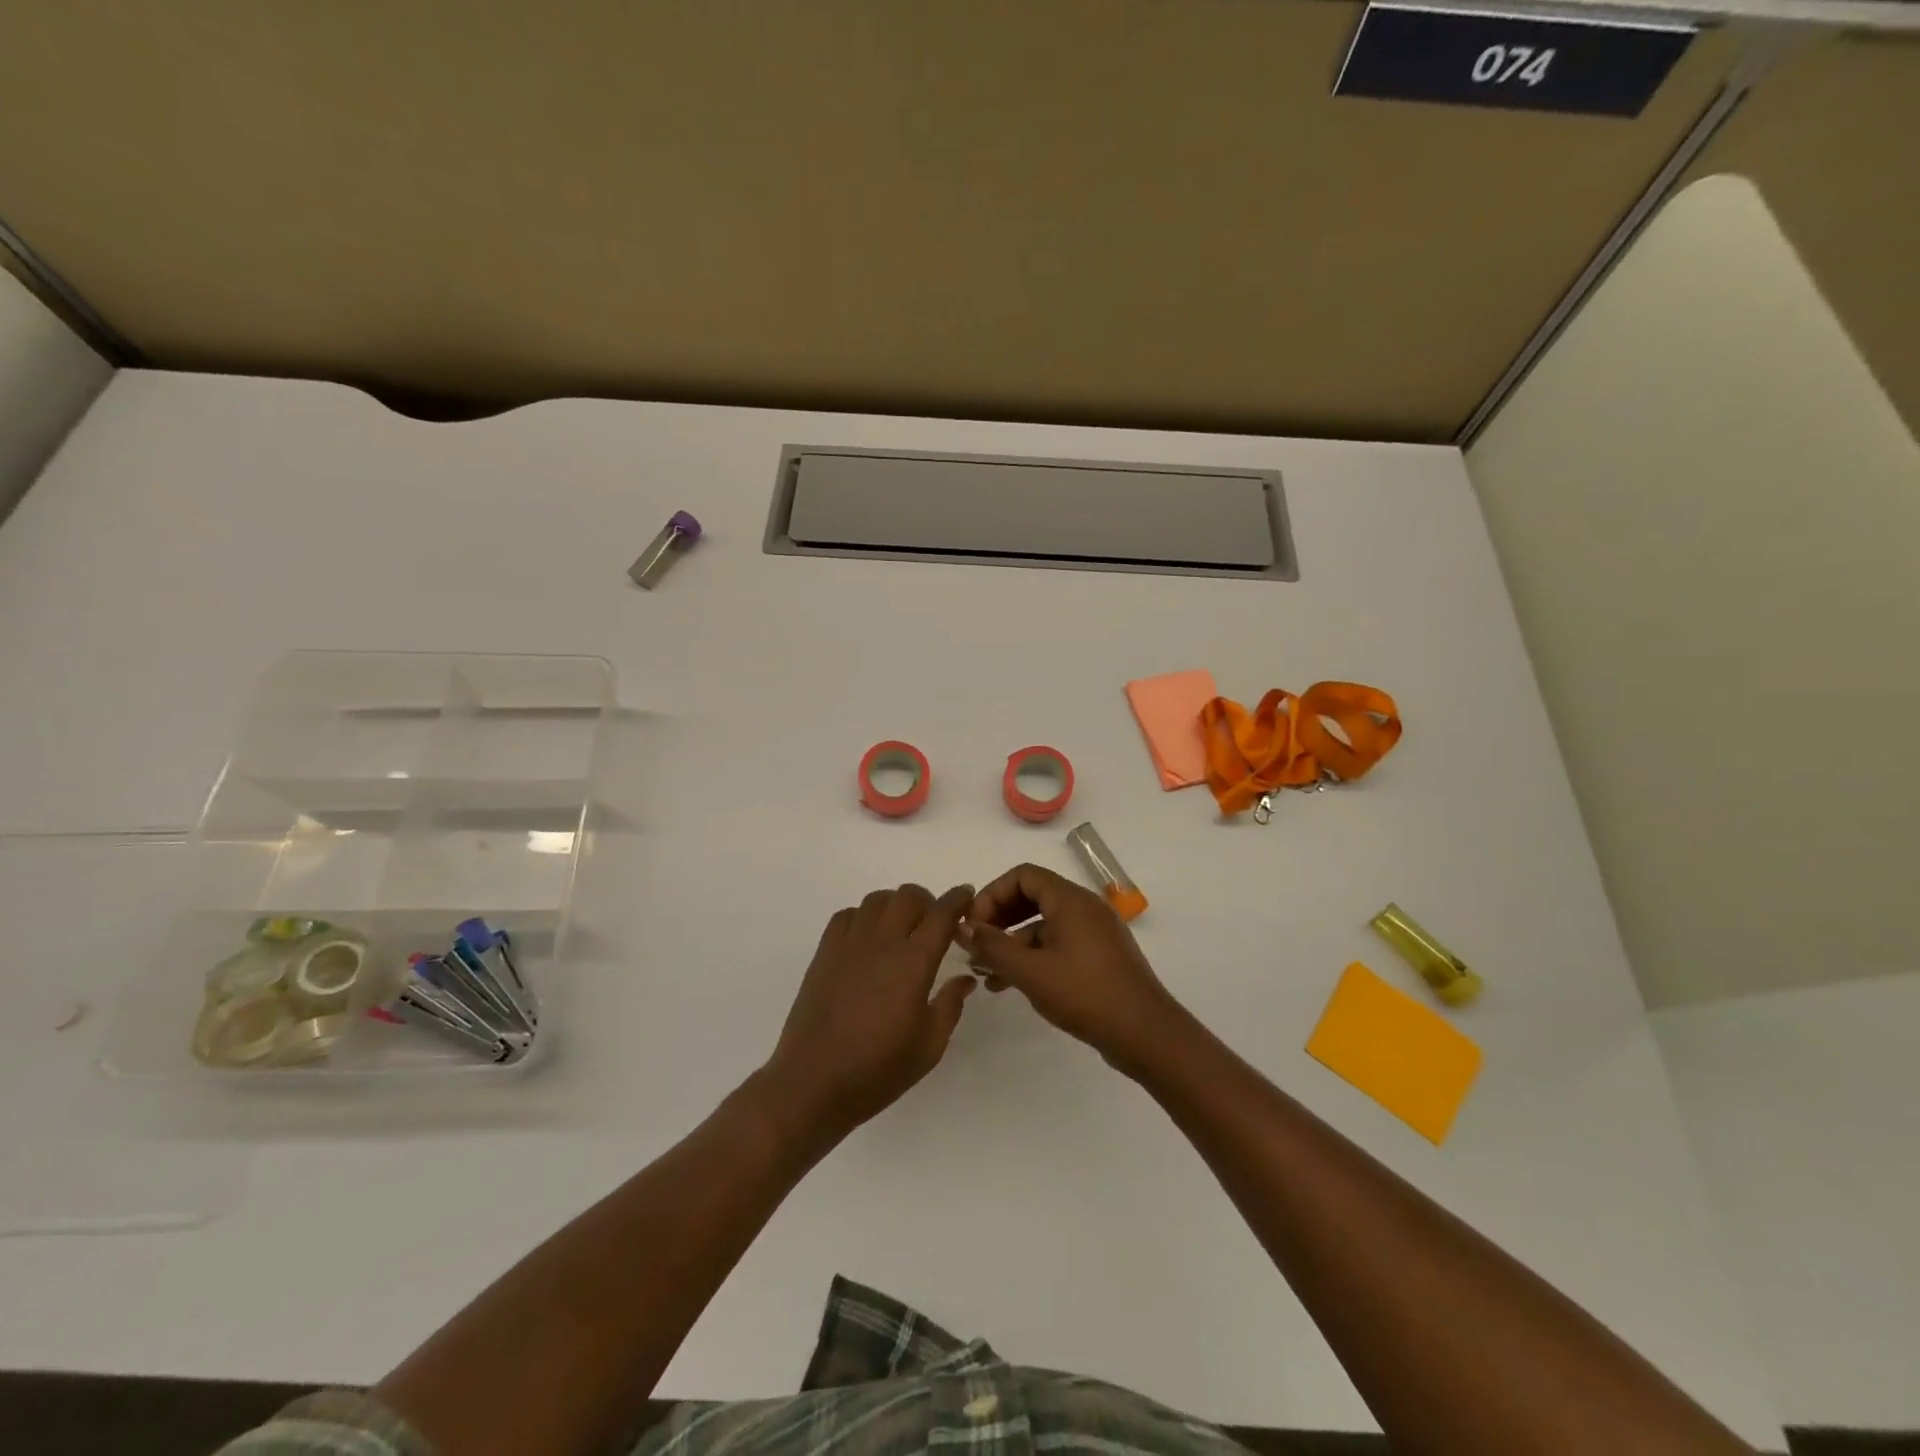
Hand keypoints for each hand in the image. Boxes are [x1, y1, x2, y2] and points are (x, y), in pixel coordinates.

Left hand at [763, 884, 976, 1146]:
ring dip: (895, 906)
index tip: (966, 896)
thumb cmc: (878, 1069)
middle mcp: (882, 942)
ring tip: (900, 930)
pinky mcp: (824, 953)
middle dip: (927, 901)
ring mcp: (849, 944)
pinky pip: (847, 915)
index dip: (958, 899)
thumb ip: (950, 1005)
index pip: (941, 914)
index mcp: (913, 962)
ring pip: (877, 900)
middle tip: (933, 924)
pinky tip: (867, 940)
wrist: (813, 1082)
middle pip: (908, 896)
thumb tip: (964, 978)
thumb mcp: (929, 1046)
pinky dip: (863, 917)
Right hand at [957, 863, 1183, 1075]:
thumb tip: (963, 927)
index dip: (992, 895)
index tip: (973, 925)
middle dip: (999, 918)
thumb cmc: (1086, 994)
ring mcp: (1095, 932)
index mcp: (1070, 900)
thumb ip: (993, 946)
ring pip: (1044, 924)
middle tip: (976, 946)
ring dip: (1013, 943)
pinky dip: (1034, 956)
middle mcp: (1084, 907)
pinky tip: (1013, 985)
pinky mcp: (1100, 956)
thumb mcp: (1031, 972)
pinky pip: (1059, 944)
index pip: (1022, 875)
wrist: (1146, 1034)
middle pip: (1032, 896)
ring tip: (987, 974)